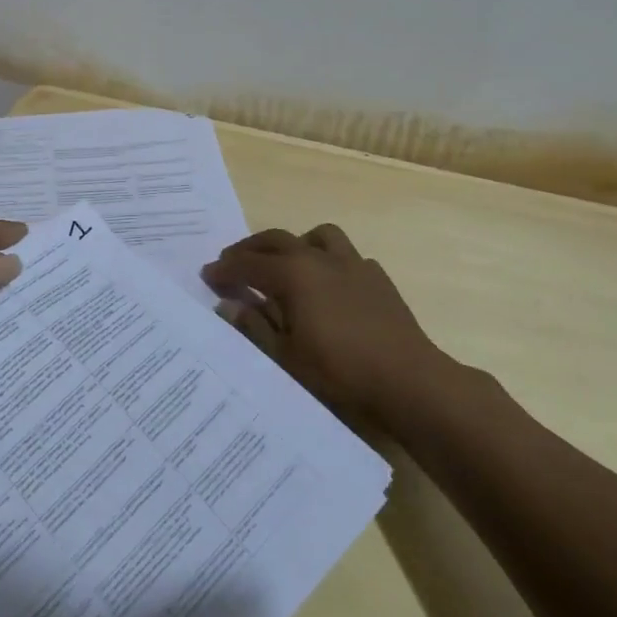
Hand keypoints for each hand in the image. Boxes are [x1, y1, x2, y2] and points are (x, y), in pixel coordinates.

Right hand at [202, 224, 454, 424]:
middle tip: (233, 263)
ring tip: (286, 264)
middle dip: (250, 249)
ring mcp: (353, 263)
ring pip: (317, 236)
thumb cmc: (339, 372)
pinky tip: (328, 285)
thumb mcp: (286, 356)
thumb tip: (229, 305)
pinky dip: (328, 261)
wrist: (408, 380)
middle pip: (277, 240)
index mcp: (293, 274)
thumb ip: (254, 326)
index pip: (248, 264)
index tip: (207, 275)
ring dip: (295, 244)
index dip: (225, 269)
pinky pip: (345, 256)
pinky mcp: (377, 277)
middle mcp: (320, 258)